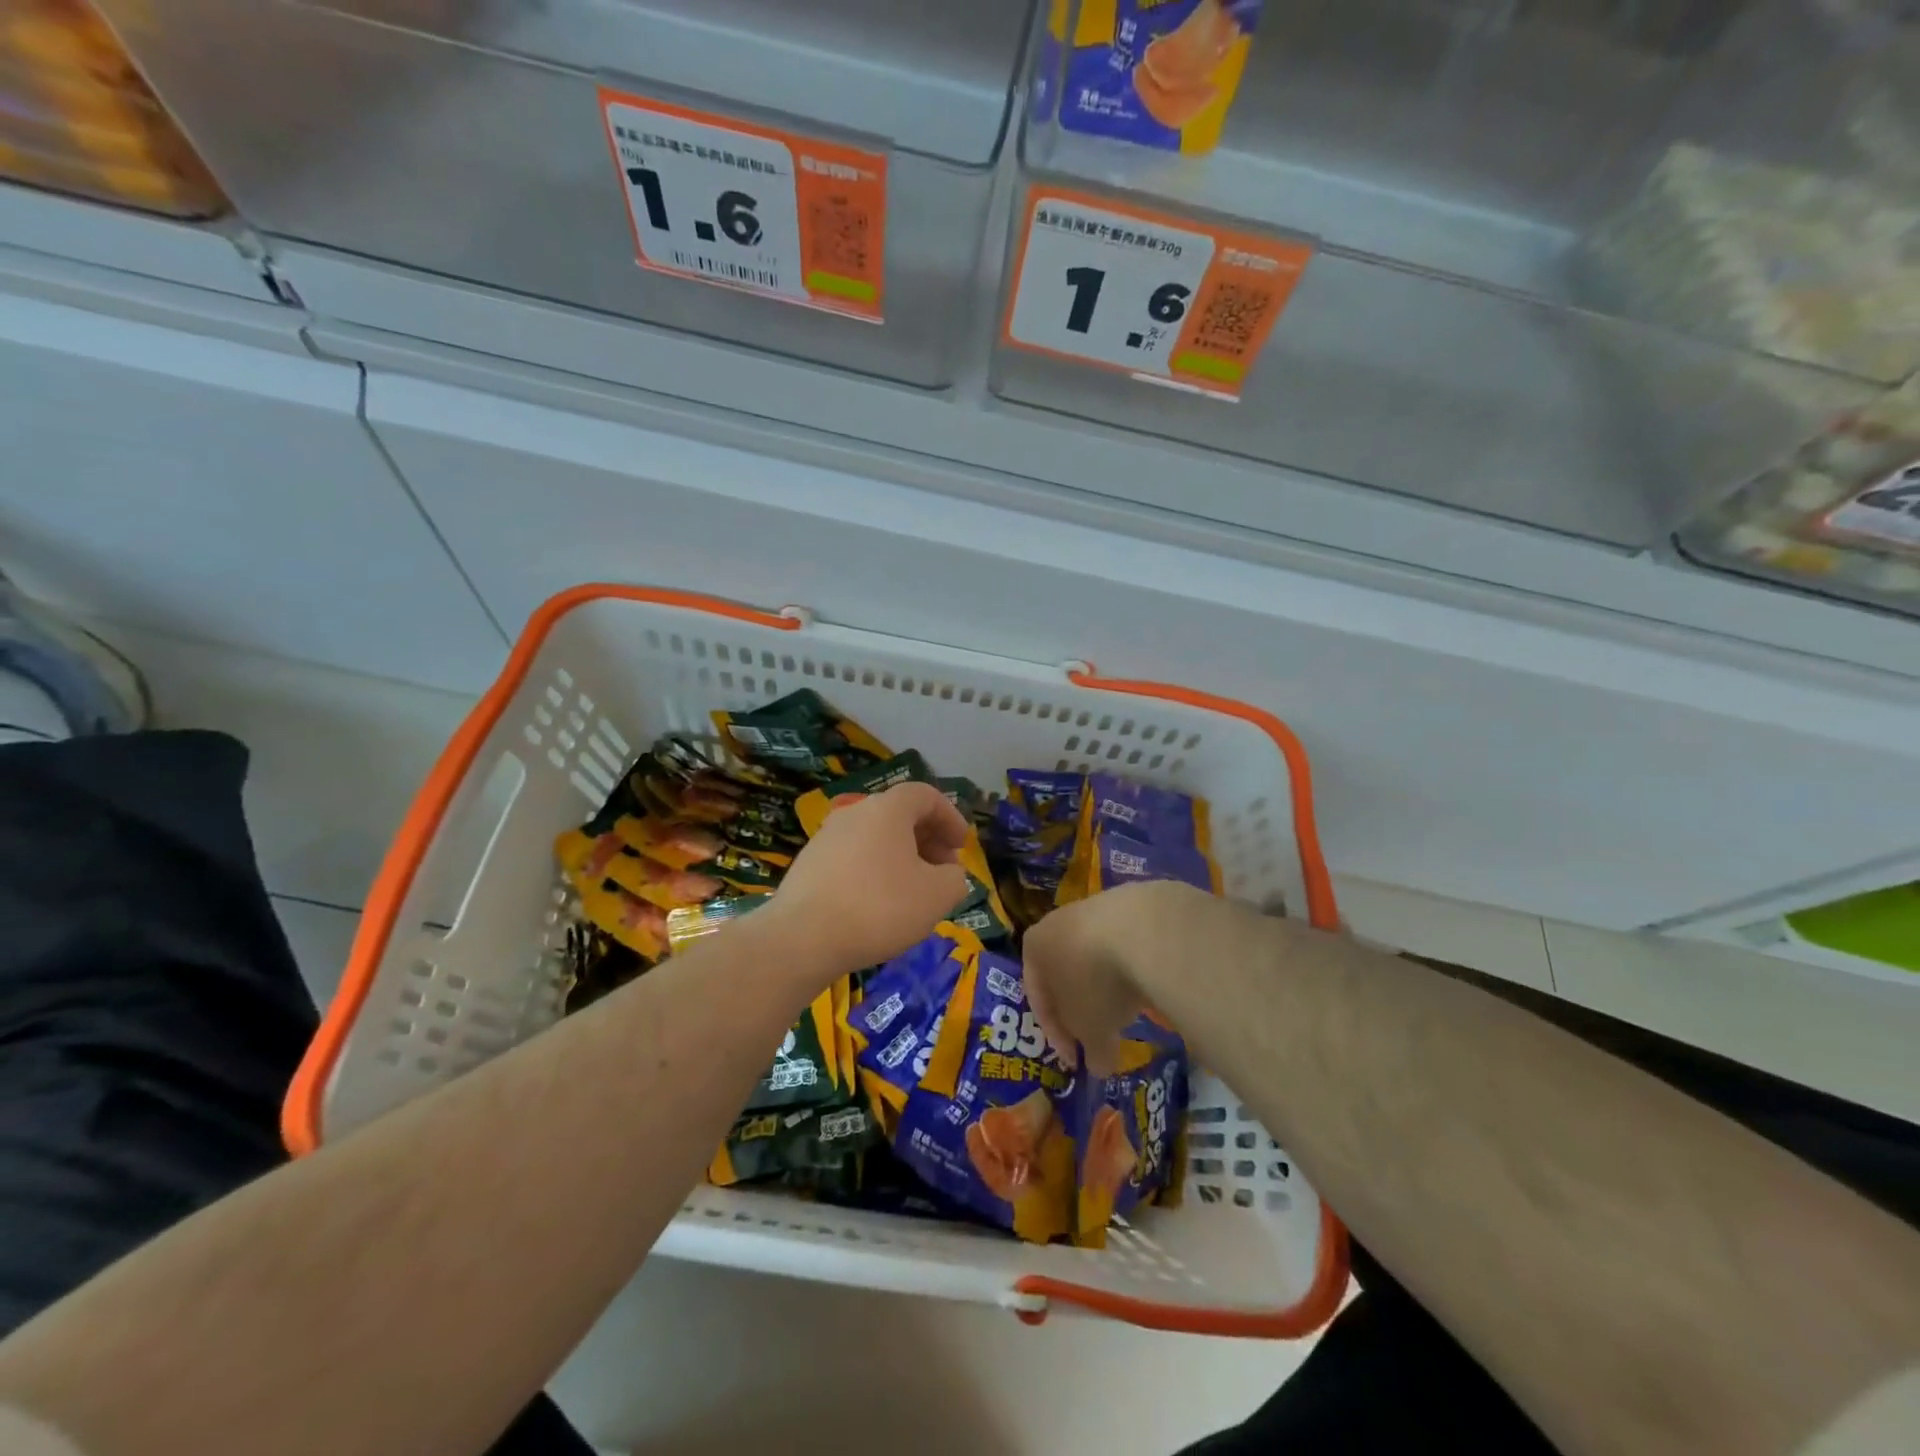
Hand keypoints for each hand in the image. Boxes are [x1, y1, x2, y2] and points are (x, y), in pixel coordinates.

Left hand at [768, 781, 970, 974]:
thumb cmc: (879, 908)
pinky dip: (874, 871)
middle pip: (899, 815)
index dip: (950, 818)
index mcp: (888, 809)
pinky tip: (878, 906)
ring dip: (901, 857)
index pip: (926, 795)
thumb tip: (948, 874)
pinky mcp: (809, 864)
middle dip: (928, 840)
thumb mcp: (937, 896)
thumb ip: (955, 879)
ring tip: (913, 892)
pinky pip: (853, 858)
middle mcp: (855, 812)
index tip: (961, 847)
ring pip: (875, 838)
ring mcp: (827, 837)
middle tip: (943, 871)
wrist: (802, 938)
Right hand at [1023, 880, 1201, 1076]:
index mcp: (1033, 948)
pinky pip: (1120, 946)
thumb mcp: (1091, 1030)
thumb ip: (1091, 1051)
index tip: (1076, 1061)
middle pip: (1064, 975)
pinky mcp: (1127, 903)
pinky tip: (1143, 985)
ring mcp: (1091, 908)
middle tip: (1098, 1037)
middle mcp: (1055, 923)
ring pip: (1092, 958)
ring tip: (1126, 1013)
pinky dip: (1127, 968)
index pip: (1037, 999)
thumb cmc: (1095, 983)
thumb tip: (1098, 1067)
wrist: (1140, 930)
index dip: (1056, 1036)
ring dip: (1105, 988)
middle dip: (1080, 1009)